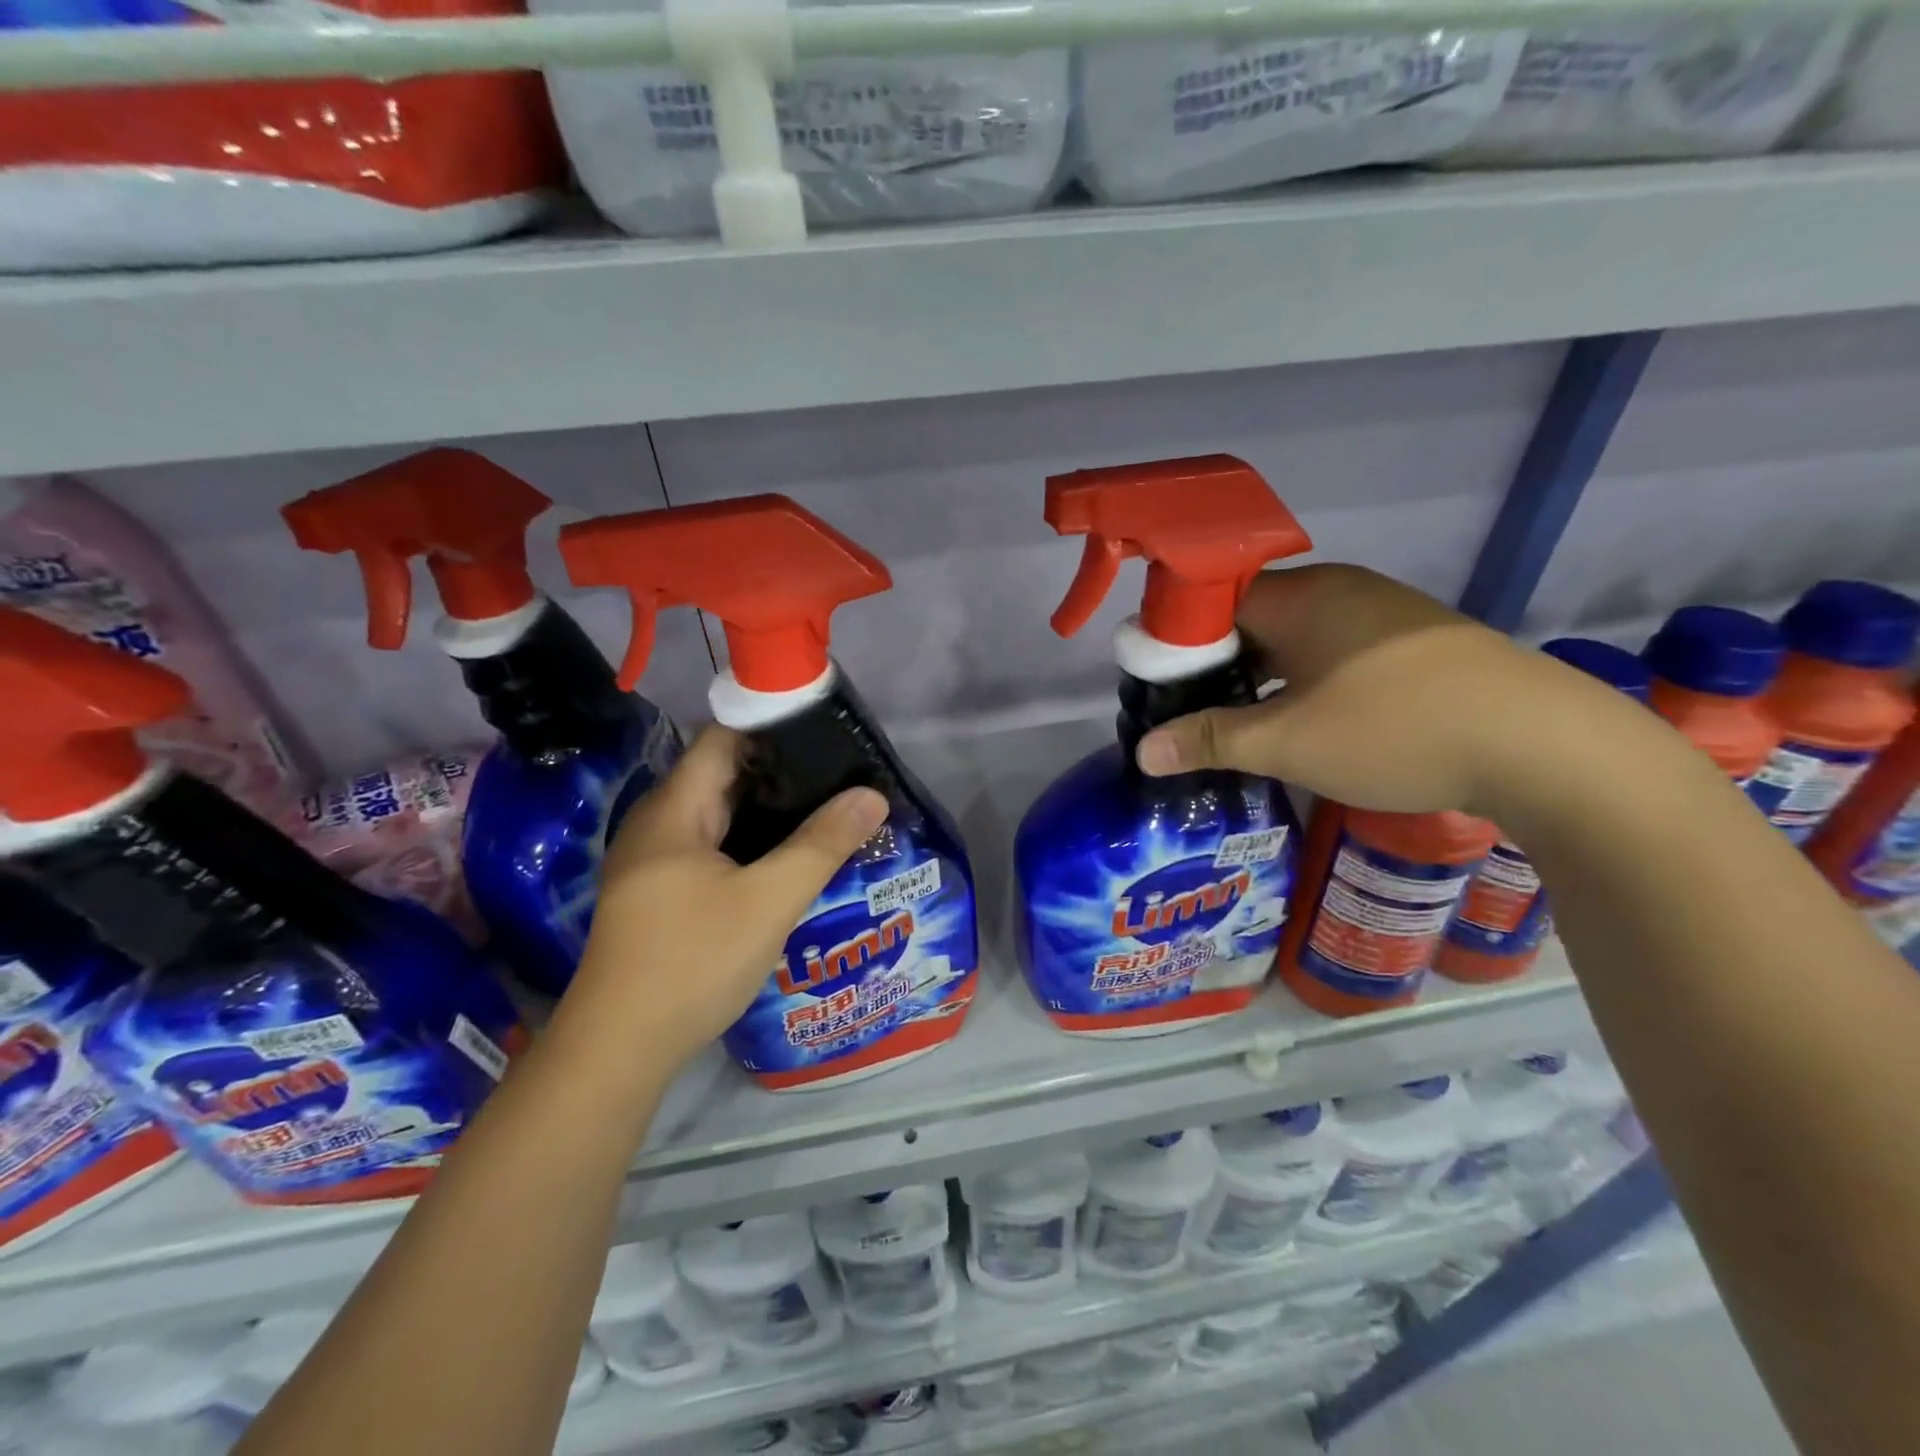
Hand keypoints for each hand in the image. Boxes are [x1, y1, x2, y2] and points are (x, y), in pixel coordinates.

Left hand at [551, 726, 888, 1079]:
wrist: (619, 1050)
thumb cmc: (693, 962)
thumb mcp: (770, 900)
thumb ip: (822, 844)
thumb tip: (874, 795)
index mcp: (674, 809)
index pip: (724, 737)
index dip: (773, 726)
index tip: (827, 733)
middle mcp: (658, 823)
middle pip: (724, 774)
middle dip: (782, 771)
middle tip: (842, 775)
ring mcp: (655, 860)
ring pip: (720, 814)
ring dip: (769, 810)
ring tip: (828, 809)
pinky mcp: (660, 892)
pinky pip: (713, 846)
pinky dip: (752, 841)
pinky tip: (789, 857)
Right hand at [1135, 565, 1632, 819]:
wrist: (1542, 746)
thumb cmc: (1395, 731)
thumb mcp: (1288, 743)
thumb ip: (1211, 739)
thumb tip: (1141, 750)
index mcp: (1301, 597)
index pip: (1213, 601)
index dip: (1180, 641)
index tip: (1162, 686)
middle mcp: (1340, 589)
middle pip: (1253, 618)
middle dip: (1219, 665)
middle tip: (1196, 713)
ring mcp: (1384, 613)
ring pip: (1297, 637)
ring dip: (1265, 676)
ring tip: (1245, 724)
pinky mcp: (1416, 642)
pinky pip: (1336, 650)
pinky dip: (1308, 680)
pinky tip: (1310, 720)